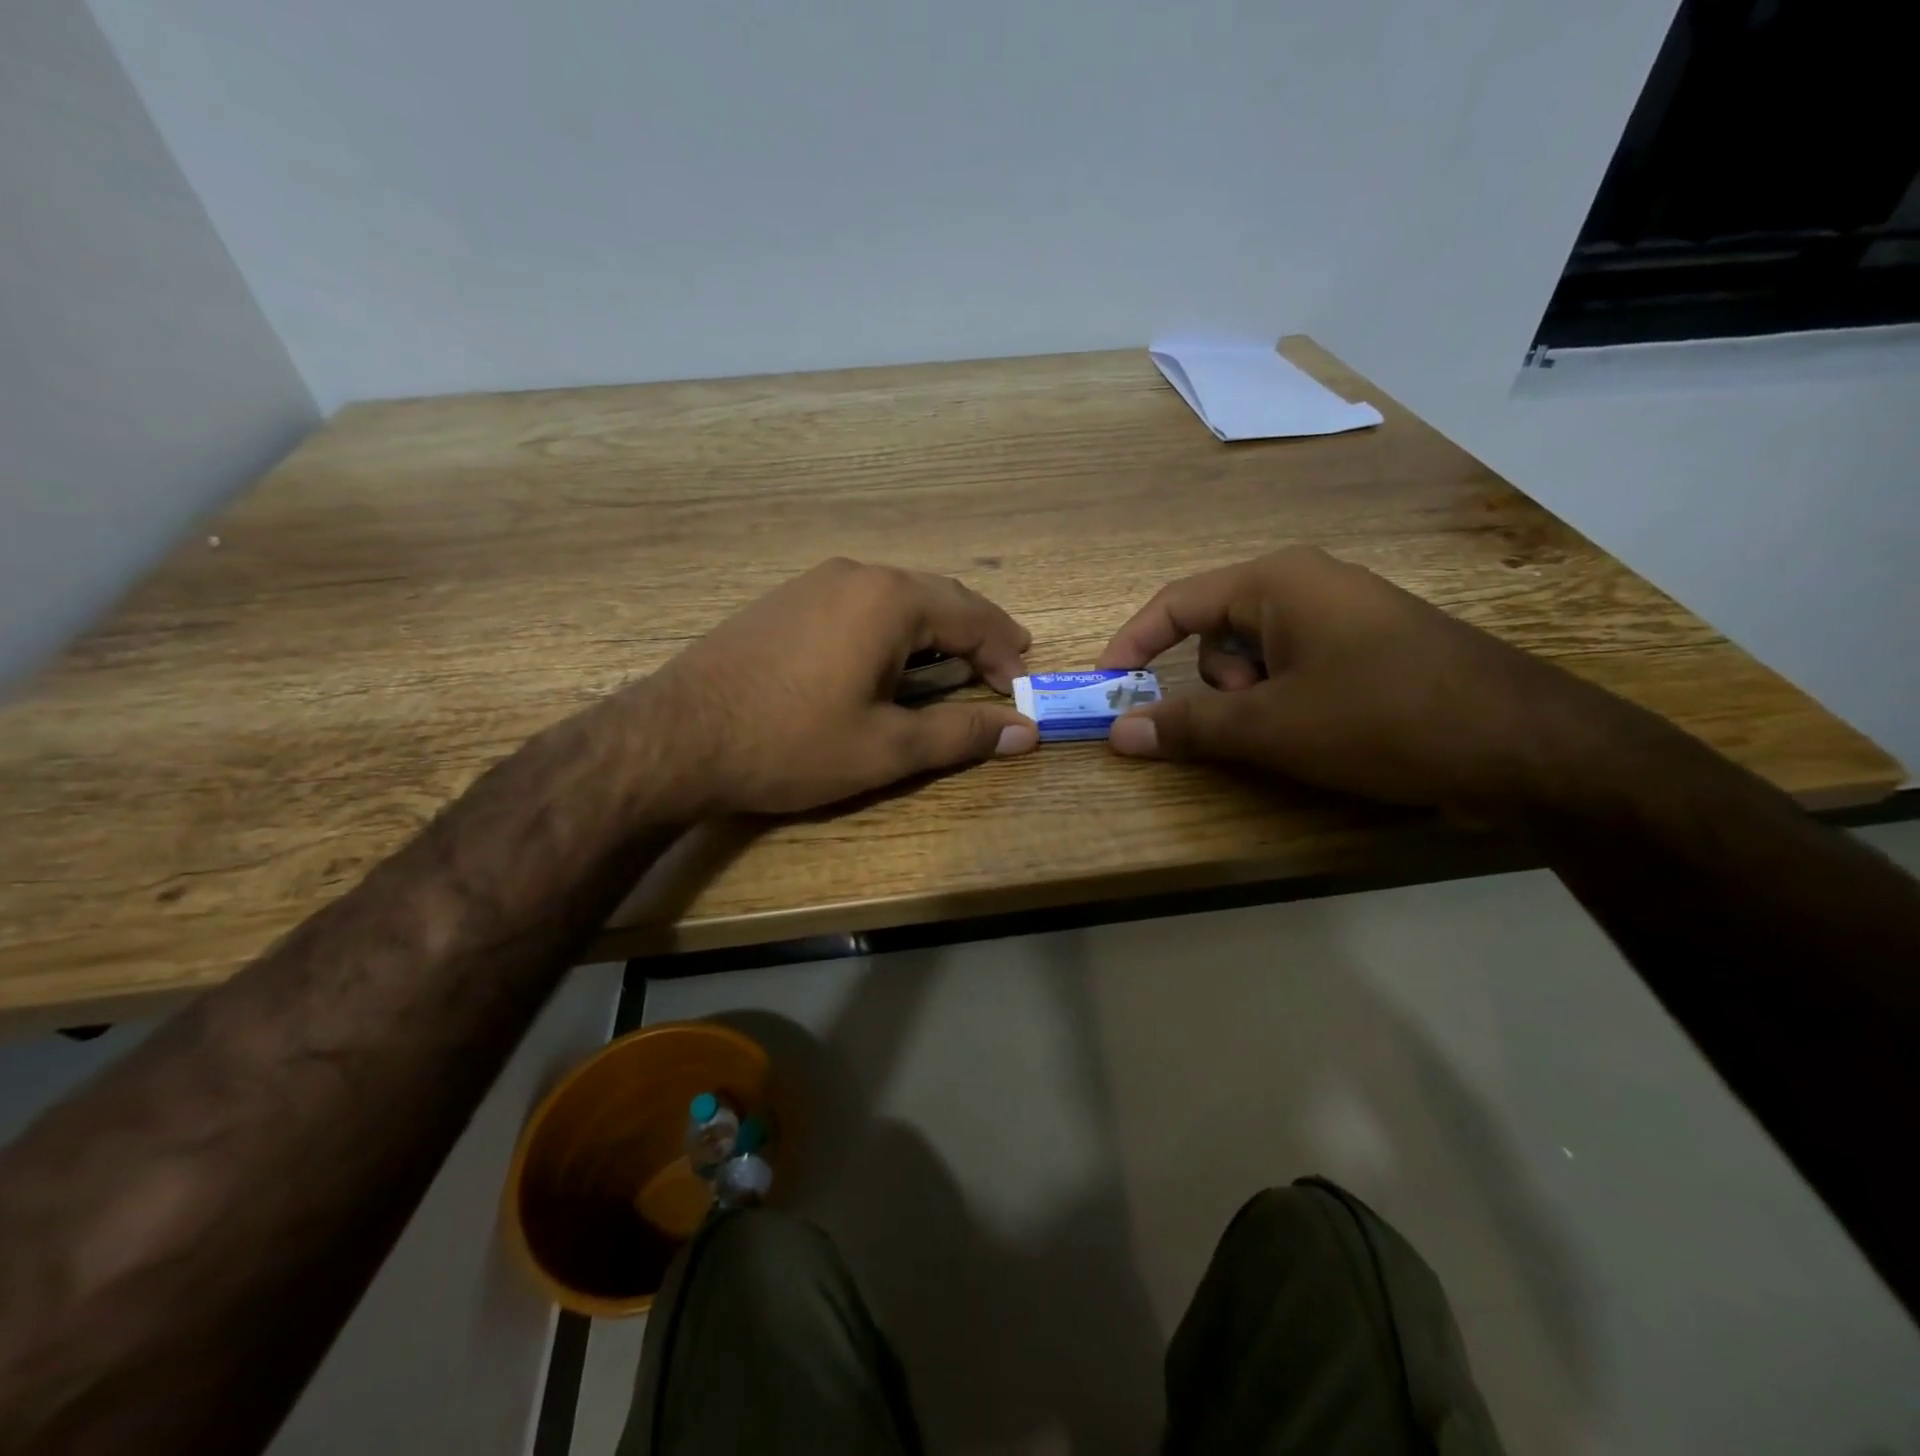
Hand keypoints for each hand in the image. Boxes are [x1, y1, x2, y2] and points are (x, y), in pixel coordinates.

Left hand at [647, 558, 1037, 814]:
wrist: (676, 737)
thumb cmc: (791, 743)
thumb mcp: (887, 747)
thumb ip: (962, 733)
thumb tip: (1026, 730)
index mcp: (889, 600)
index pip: (972, 615)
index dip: (1005, 651)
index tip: (1023, 686)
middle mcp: (856, 574)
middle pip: (937, 596)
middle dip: (975, 632)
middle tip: (1003, 665)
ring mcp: (815, 582)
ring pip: (897, 597)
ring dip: (934, 629)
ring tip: (955, 662)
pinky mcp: (786, 600)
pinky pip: (860, 604)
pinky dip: (893, 629)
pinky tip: (890, 658)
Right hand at [1096, 546, 1616, 810]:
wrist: (1524, 746)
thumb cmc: (1381, 718)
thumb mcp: (1270, 726)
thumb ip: (1185, 727)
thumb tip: (1117, 732)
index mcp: (1276, 582)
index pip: (1176, 603)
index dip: (1132, 644)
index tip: (1106, 686)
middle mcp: (1307, 585)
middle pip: (1216, 633)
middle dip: (1216, 685)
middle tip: (1249, 721)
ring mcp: (1344, 617)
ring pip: (1256, 658)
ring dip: (1254, 701)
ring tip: (1298, 732)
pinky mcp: (1370, 650)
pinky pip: (1296, 669)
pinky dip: (1286, 703)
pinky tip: (1325, 733)